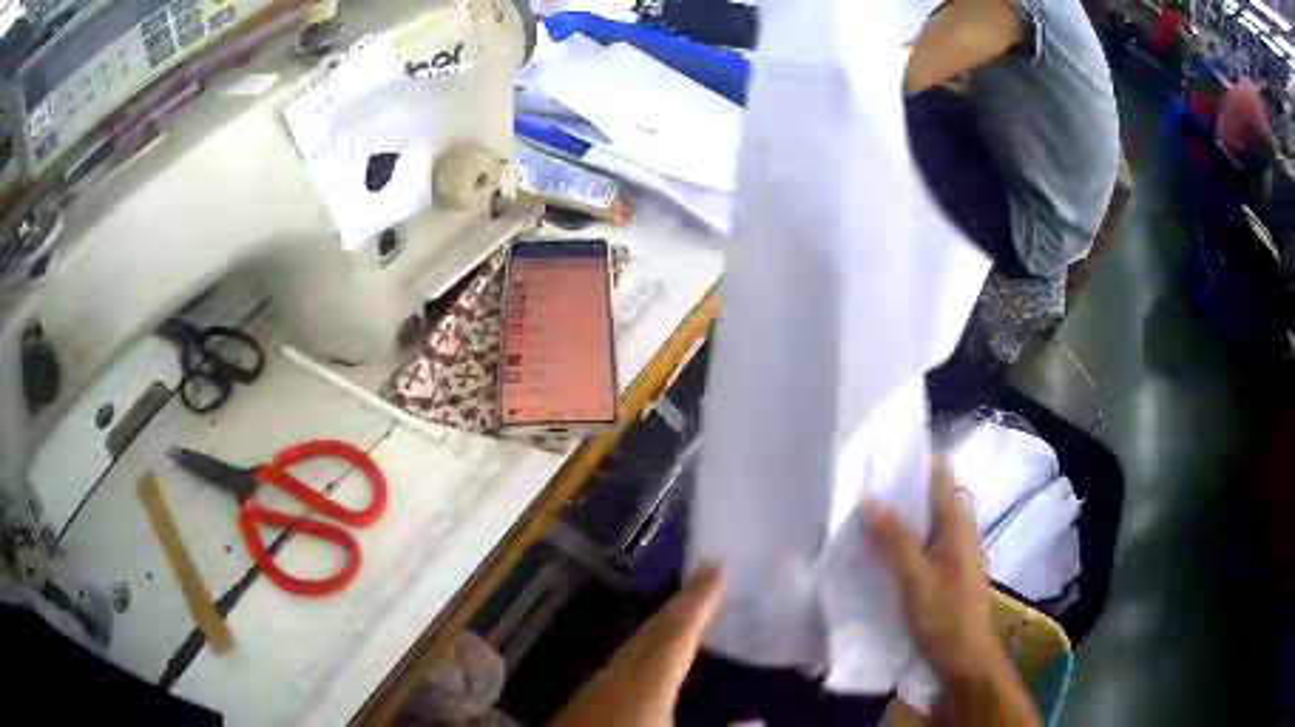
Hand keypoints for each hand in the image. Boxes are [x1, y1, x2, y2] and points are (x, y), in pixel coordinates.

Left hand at [551, 566, 723, 726]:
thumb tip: (755, 718)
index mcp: (645, 685)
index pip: (677, 633)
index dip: (699, 600)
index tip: (716, 565)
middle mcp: (616, 677)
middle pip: (654, 632)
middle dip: (683, 602)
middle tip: (707, 572)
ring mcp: (594, 689)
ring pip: (634, 645)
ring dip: (663, 623)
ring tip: (687, 608)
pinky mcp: (581, 703)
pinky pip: (621, 662)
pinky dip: (643, 646)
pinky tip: (648, 655)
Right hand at [867, 461, 994, 682]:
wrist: (965, 662)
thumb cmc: (945, 618)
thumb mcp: (916, 580)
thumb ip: (896, 542)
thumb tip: (871, 501)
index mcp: (959, 529)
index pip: (944, 480)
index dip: (920, 466)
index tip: (886, 460)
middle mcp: (960, 537)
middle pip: (933, 504)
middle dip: (903, 496)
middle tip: (863, 493)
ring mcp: (954, 560)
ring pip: (927, 529)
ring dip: (901, 523)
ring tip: (864, 521)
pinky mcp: (945, 580)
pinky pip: (923, 551)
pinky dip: (904, 547)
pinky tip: (880, 557)